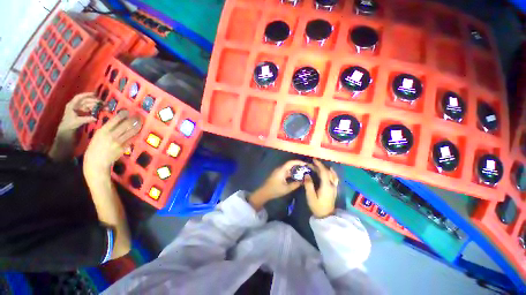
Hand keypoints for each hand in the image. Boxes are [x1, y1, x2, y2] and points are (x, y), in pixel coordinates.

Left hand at [57, 93, 99, 133]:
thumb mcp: (77, 122)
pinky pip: (89, 108)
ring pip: (88, 104)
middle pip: (86, 101)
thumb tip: (95, 118)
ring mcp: (79, 108)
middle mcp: (75, 105)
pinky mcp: (82, 112)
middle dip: (94, 101)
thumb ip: (86, 119)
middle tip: (103, 103)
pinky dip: (94, 109)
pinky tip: (99, 110)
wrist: (66, 129)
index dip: (86, 95)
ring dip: (96, 105)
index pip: (79, 97)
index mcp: (72, 105)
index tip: (95, 94)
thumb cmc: (69, 124)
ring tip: (103, 107)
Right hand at [83, 111, 141, 177]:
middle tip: (139, 116)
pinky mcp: (124, 148)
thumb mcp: (98, 136)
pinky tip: (139, 131)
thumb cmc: (95, 148)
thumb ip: (107, 129)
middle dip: (134, 119)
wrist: (96, 162)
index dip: (123, 114)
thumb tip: (116, 122)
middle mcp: (112, 135)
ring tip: (141, 122)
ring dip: (138, 126)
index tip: (128, 111)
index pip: (115, 120)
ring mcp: (119, 142)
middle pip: (126, 124)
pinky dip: (136, 134)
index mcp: (103, 131)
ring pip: (131, 131)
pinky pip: (132, 139)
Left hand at [249, 160, 310, 209]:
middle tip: (306, 169)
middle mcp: (280, 169)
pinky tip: (297, 177)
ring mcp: (279, 172)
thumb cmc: (275, 190)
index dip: (298, 162)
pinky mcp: (278, 175)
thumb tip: (303, 181)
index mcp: (282, 170)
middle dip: (298, 166)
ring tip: (303, 173)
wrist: (264, 192)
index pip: (291, 162)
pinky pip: (287, 172)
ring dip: (295, 170)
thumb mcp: (287, 188)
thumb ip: (296, 184)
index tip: (305, 164)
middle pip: (290, 164)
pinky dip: (292, 173)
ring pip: (289, 168)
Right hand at [304, 159, 338, 217]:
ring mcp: (334, 187)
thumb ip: (309, 185)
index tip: (313, 160)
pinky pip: (334, 178)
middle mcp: (332, 185)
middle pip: (328, 172)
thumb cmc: (317, 206)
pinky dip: (331, 173)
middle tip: (312, 164)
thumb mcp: (311, 196)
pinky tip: (329, 172)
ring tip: (320, 165)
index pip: (323, 172)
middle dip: (320, 166)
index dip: (319, 165)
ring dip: (326, 168)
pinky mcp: (334, 189)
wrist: (326, 216)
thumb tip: (307, 175)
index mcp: (326, 186)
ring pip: (332, 174)